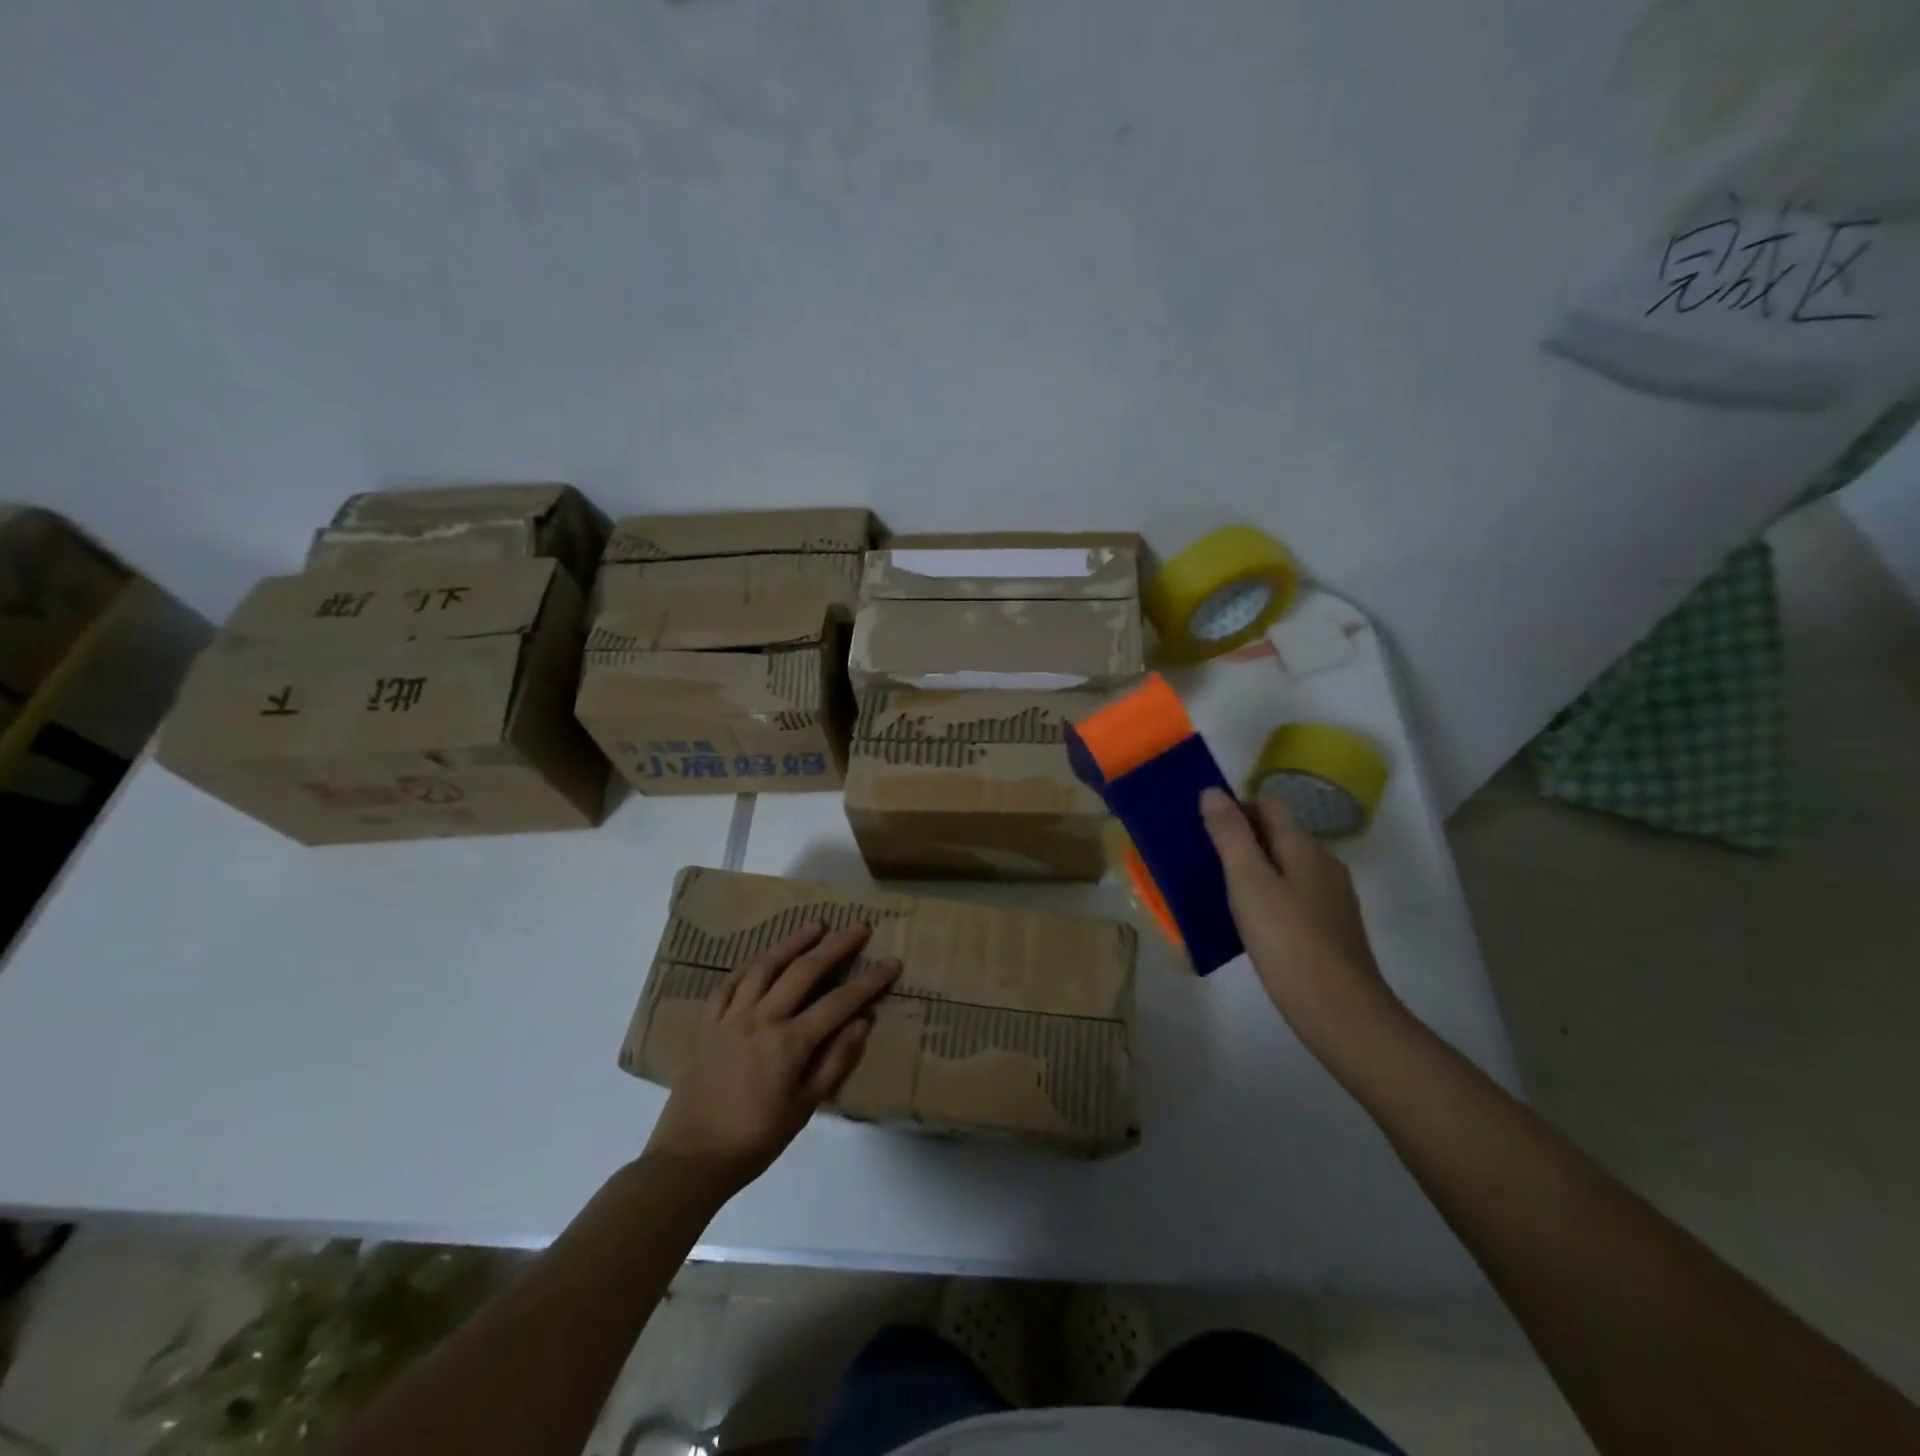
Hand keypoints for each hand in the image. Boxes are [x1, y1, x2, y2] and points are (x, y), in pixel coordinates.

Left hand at [644, 923, 899, 1192]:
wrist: (690, 1158)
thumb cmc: (755, 1139)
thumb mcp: (805, 1108)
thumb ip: (835, 1061)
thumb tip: (863, 1022)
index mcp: (789, 1043)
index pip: (839, 1002)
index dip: (869, 981)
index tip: (892, 963)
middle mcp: (762, 1018)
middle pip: (805, 971)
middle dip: (836, 946)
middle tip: (859, 927)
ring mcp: (731, 1016)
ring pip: (766, 965)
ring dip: (793, 942)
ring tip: (815, 926)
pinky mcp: (707, 1021)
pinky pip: (731, 981)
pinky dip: (752, 963)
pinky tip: (765, 955)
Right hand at [1199, 787, 1399, 1051]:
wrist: (1339, 1010)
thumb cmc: (1287, 939)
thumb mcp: (1248, 882)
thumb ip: (1230, 835)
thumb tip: (1213, 792)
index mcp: (1304, 847)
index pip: (1269, 806)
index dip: (1236, 807)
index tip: (1203, 826)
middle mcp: (1324, 864)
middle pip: (1280, 835)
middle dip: (1243, 838)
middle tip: (1203, 857)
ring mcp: (1332, 899)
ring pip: (1287, 868)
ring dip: (1255, 869)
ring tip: (1220, 889)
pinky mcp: (1332, 929)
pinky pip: (1294, 896)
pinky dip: (1270, 896)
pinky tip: (1251, 922)